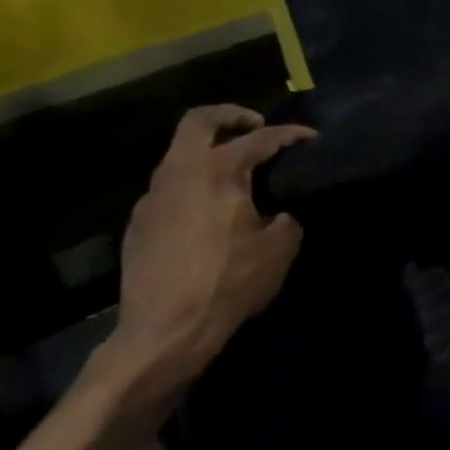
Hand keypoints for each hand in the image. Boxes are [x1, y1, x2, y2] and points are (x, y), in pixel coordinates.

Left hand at [104, 106, 315, 398]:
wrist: (164, 333)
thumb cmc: (228, 284)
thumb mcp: (279, 250)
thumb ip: (286, 219)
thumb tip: (278, 214)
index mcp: (218, 171)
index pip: (260, 138)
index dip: (291, 134)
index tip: (311, 138)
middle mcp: (179, 173)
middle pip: (200, 121)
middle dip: (231, 115)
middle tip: (256, 126)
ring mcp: (152, 198)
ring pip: (179, 155)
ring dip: (208, 152)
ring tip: (235, 173)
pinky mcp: (137, 225)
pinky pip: (169, 189)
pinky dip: (193, 185)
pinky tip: (209, 213)